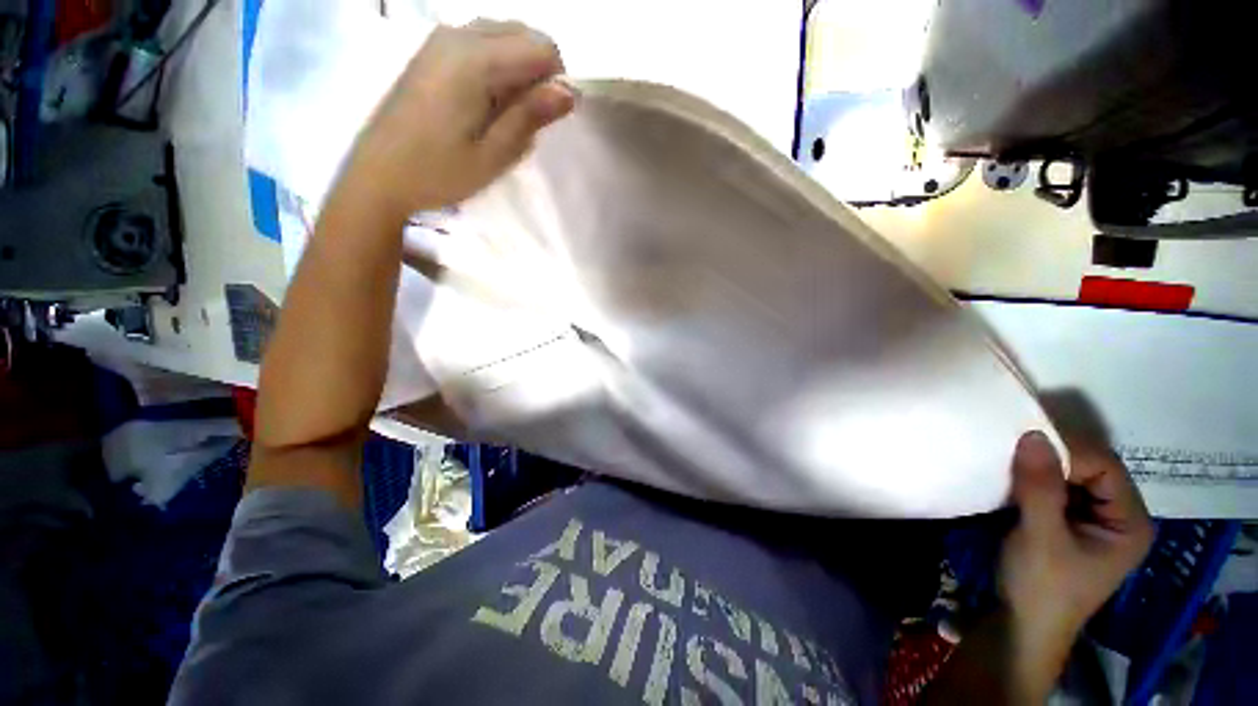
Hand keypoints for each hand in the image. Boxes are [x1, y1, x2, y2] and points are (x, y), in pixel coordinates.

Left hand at [339, 20, 574, 220]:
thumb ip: (530, 117)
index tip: (546, 119)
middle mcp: (458, 35)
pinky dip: (496, 64)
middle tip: (526, 119)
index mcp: (475, 61)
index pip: (542, 48)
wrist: (380, 175)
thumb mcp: (494, 155)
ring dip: (518, 67)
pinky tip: (485, 101)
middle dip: (538, 72)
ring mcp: (440, 38)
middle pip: (524, 33)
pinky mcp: (431, 50)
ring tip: (505, 113)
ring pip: (502, 33)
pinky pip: (479, 41)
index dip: (555, 82)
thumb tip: (568, 92)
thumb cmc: (440, 173)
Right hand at [1000, 431, 1154, 659]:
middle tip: (1013, 453)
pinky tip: (1012, 482)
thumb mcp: (1040, 537)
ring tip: (1009, 464)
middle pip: (1090, 470)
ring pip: (1070, 478)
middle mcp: (1118, 517)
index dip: (1068, 454)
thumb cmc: (1041, 586)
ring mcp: (1093, 521)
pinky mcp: (1069, 525)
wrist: (1020, 625)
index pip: (1105, 468)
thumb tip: (1032, 434)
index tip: (1023, 448)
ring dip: (1040, 469)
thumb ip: (1040, 487)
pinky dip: (1033, 482)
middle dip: (1053, 460)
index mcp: (1129, 522)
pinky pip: (1056, 490)